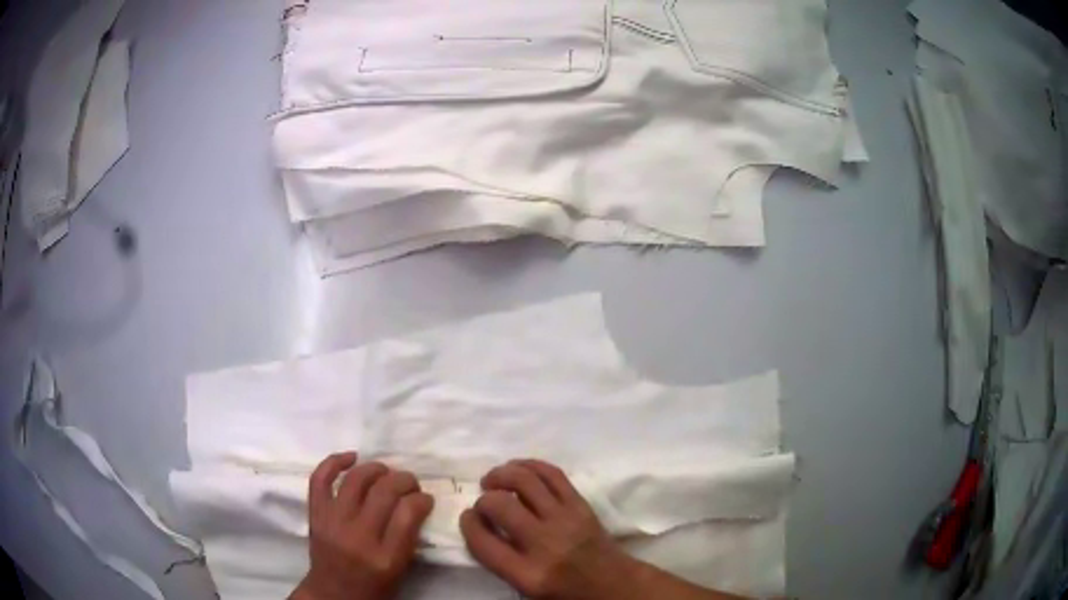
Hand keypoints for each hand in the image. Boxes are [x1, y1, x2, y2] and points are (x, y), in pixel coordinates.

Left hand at [291, 452, 434, 599]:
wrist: (332, 594)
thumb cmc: (373, 587)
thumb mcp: (400, 571)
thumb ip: (408, 539)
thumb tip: (416, 505)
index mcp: (385, 558)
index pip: (407, 514)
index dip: (421, 499)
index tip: (426, 498)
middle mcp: (358, 537)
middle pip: (384, 492)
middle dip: (404, 480)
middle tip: (411, 483)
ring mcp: (333, 522)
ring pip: (355, 480)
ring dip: (375, 468)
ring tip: (386, 471)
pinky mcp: (315, 514)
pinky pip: (320, 479)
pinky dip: (334, 462)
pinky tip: (352, 457)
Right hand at [459, 459, 636, 599]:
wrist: (614, 585)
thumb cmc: (566, 592)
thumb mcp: (526, 588)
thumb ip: (500, 560)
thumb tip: (481, 524)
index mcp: (529, 575)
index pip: (483, 543)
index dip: (468, 524)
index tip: (468, 517)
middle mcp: (545, 544)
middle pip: (500, 506)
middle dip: (483, 500)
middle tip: (483, 503)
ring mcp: (566, 520)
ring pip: (525, 481)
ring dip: (501, 475)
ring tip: (492, 481)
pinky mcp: (581, 504)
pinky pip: (552, 474)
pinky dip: (529, 465)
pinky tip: (517, 469)